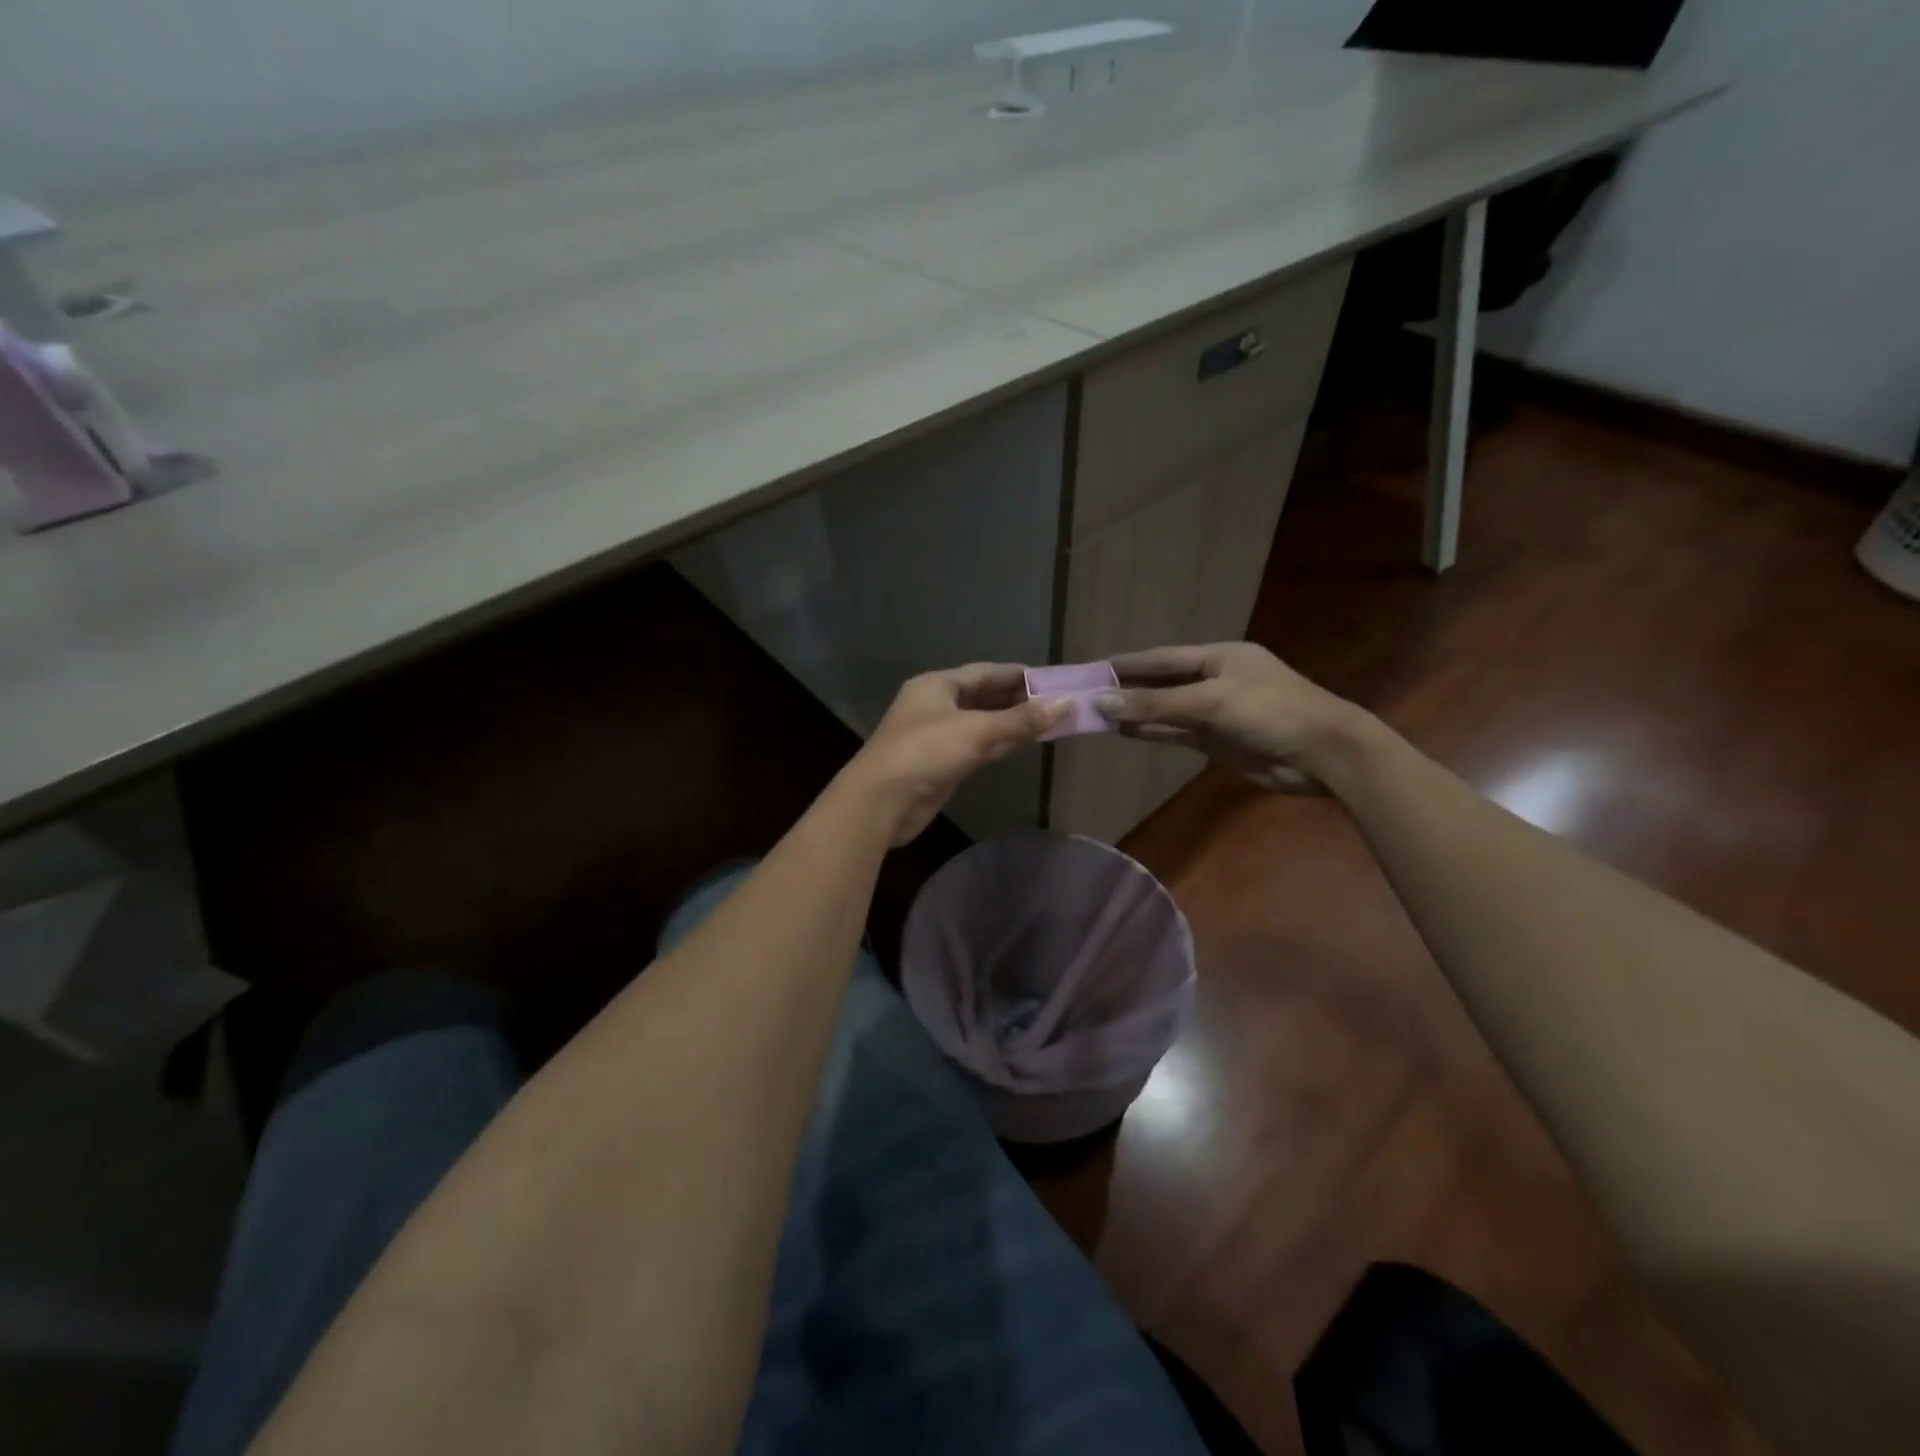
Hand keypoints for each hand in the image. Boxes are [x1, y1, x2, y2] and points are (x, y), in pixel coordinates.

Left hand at [842, 665, 1068, 844]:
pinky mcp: (941, 764)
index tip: (1052, 678)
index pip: (984, 672)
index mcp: (937, 685)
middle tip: (1057, 701)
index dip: (1017, 674)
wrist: (881, 802)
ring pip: (982, 723)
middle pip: (983, 696)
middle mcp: (936, 705)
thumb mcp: (976, 731)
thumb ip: (1021, 720)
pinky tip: (1024, 743)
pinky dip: (1000, 743)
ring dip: (1011, 722)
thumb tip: (1066, 703)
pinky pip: (977, 747)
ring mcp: (937, 736)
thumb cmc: (926, 752)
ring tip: (1050, 720)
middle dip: (1018, 699)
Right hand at [1097, 643, 1367, 792]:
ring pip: (1166, 710)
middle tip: (1086, 694)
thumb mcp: (1210, 702)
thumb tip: (1102, 703)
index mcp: (1218, 657)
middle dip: (1126, 689)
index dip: (1126, 663)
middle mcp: (1214, 680)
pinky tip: (1125, 732)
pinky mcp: (1218, 740)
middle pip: (1161, 682)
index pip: (1161, 657)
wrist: (1323, 755)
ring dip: (1135, 713)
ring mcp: (1216, 712)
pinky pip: (1176, 732)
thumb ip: (1155, 703)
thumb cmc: (1270, 713)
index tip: (1092, 668)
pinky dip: (1152, 732)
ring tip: (1096, 715)